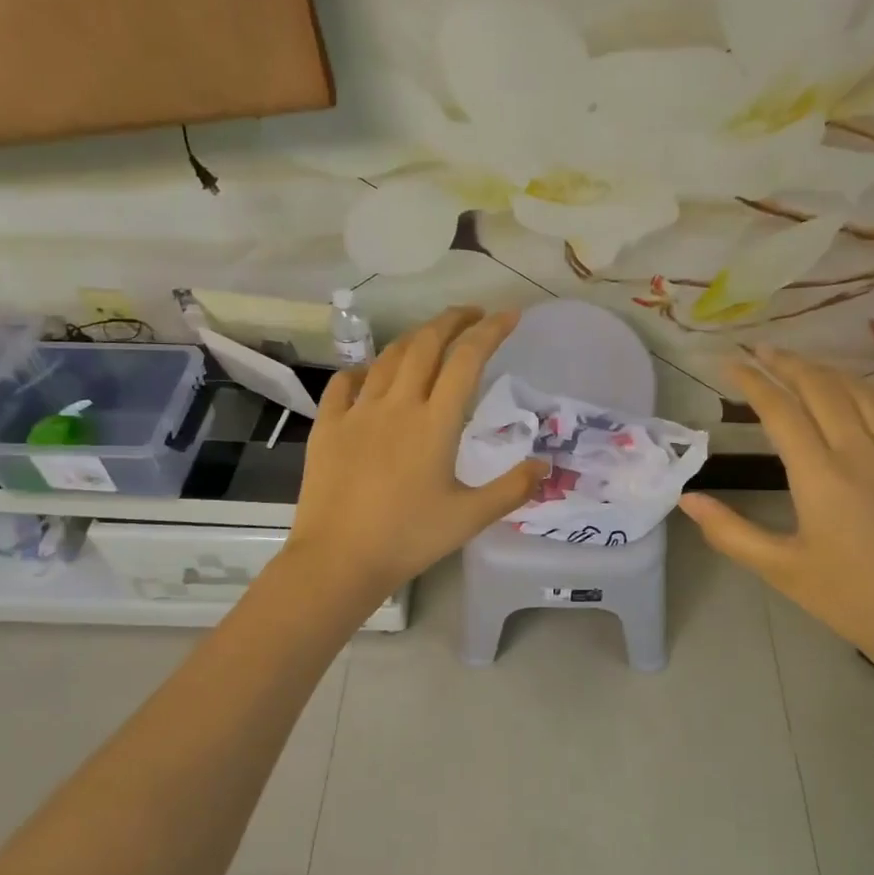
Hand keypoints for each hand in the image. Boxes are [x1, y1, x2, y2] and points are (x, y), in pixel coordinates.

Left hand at [284, 307, 544, 598]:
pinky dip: (363, 370)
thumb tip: (546, 466)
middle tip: (472, 314)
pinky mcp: (327, 427)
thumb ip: (511, 489)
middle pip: (426, 344)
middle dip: (452, 320)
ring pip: (388, 357)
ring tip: (430, 337)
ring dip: (414, 339)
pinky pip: (344, 384)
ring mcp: (357, 412)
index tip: (510, 316)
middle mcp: (397, 405)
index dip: (490, 331)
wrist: (337, 560)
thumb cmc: (408, 539)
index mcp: (435, 423)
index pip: (467, 360)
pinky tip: (370, 375)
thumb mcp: (469, 518)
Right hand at [679, 347, 873, 672]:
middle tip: (762, 352)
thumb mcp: (781, 569)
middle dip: (787, 364)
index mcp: (819, 476)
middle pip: (820, 388)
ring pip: (861, 392)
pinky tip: (860, 388)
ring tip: (802, 365)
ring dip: (827, 371)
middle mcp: (860, 451)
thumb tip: (687, 499)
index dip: (753, 382)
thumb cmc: (850, 597)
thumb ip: (730, 532)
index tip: (730, 365)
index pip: (780, 411)